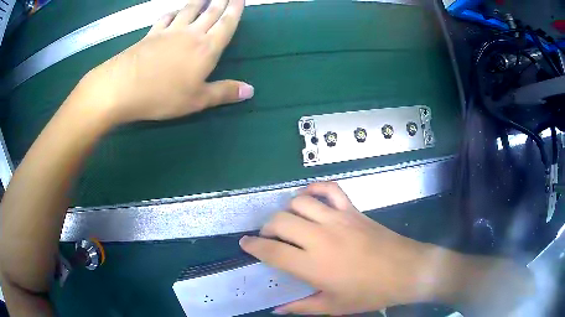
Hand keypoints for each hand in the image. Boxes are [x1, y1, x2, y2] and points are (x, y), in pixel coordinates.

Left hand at [78, 0, 252, 124]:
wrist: (123, 87)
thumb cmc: (162, 96)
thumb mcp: (197, 100)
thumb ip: (223, 93)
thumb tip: (250, 91)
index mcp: (206, 49)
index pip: (226, 24)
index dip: (235, 10)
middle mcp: (190, 34)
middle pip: (210, 12)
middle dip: (222, 1)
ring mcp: (169, 32)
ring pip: (189, 10)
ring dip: (199, 1)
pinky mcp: (151, 34)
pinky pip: (165, 18)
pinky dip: (172, 13)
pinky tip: (173, 12)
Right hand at [240, 182, 433, 314]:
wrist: (406, 271)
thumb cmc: (370, 293)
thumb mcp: (334, 307)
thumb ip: (302, 307)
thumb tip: (278, 310)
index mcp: (313, 265)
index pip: (272, 251)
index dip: (253, 246)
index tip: (244, 243)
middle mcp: (321, 238)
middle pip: (280, 222)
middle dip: (267, 228)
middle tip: (268, 237)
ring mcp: (338, 219)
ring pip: (300, 203)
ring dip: (287, 210)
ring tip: (288, 221)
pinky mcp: (353, 210)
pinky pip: (330, 189)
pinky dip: (316, 188)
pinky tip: (310, 196)